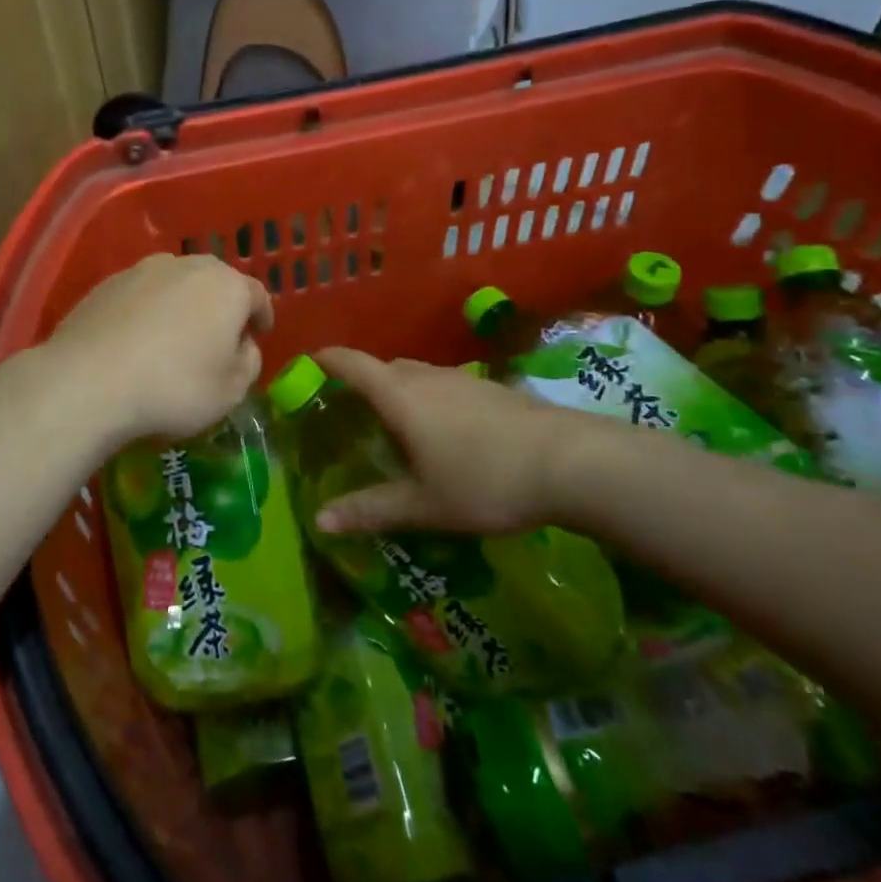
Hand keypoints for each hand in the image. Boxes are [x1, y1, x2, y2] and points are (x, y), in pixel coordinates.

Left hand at [43, 254, 272, 445]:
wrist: (89, 381)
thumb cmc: (175, 387)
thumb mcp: (231, 390)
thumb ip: (248, 362)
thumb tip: (241, 345)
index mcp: (227, 286)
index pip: (256, 295)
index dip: (261, 315)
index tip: (260, 332)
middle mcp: (187, 266)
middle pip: (214, 282)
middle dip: (221, 305)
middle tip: (219, 335)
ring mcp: (142, 270)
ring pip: (175, 284)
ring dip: (182, 305)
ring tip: (176, 336)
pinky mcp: (106, 284)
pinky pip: (141, 296)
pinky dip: (148, 311)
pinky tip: (139, 339)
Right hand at [311, 347, 627, 535]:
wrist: (573, 462)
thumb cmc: (485, 480)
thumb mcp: (424, 504)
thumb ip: (370, 509)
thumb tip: (320, 520)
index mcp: (400, 395)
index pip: (351, 364)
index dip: (326, 360)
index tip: (307, 364)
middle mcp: (427, 376)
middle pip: (384, 367)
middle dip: (361, 380)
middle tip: (346, 410)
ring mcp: (463, 379)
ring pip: (417, 375)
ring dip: (398, 389)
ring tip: (392, 423)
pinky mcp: (493, 389)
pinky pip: (444, 385)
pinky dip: (428, 398)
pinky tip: (443, 432)